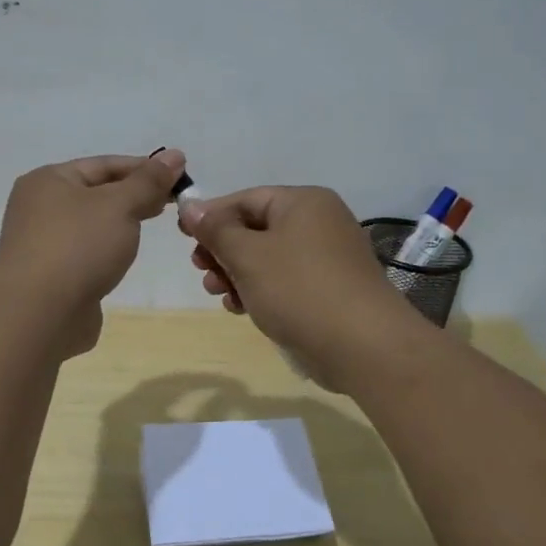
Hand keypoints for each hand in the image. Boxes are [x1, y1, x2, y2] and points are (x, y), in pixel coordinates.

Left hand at [0, 150, 185, 354]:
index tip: (180, 176)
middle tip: (173, 204)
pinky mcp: (51, 276)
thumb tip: (175, 156)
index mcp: (48, 180)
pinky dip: (107, 251)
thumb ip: (148, 181)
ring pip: (92, 225)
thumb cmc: (78, 247)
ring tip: (152, 227)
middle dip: (134, 196)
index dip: (143, 168)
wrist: (38, 315)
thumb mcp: (119, 205)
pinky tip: (125, 258)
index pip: (104, 164)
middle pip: (96, 193)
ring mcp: (42, 244)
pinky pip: (86, 253)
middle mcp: (39, 207)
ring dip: (121, 224)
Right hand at [180, 186, 428, 385]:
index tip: (182, 236)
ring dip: (237, 273)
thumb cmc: (299, 289)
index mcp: (303, 203)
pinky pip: (285, 281)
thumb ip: (215, 229)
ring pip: (268, 258)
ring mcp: (327, 258)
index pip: (245, 199)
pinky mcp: (329, 290)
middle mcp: (319, 223)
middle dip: (223, 250)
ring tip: (218, 293)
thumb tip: (190, 205)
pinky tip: (241, 308)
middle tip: (200, 270)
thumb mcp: (247, 255)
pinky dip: (260, 290)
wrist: (363, 346)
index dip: (211, 216)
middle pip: (256, 228)